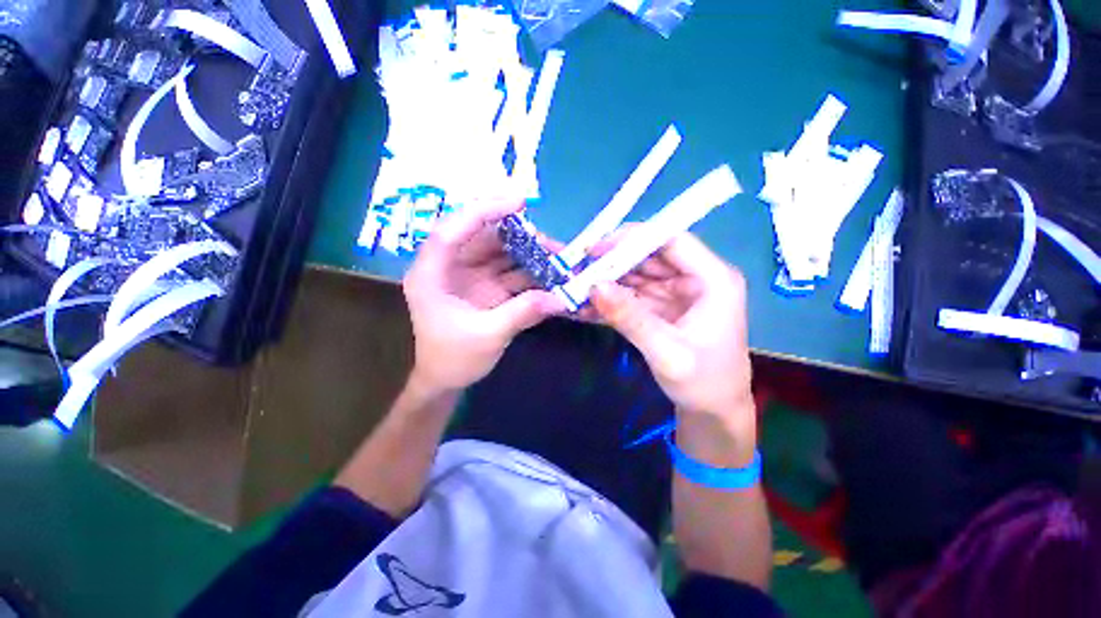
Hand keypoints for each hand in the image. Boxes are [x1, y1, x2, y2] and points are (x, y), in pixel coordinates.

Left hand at [403, 201, 564, 394]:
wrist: (445, 381)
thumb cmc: (453, 360)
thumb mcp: (488, 336)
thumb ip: (522, 313)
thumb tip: (560, 299)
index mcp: (431, 274)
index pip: (452, 230)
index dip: (483, 211)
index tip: (518, 202)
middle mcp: (449, 268)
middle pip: (482, 238)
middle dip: (518, 237)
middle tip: (551, 243)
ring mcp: (469, 276)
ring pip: (499, 253)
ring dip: (528, 254)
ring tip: (558, 258)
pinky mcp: (485, 287)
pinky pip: (508, 271)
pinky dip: (529, 272)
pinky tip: (550, 274)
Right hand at [590, 232, 752, 424]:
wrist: (713, 412)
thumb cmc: (702, 384)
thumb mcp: (666, 353)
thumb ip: (630, 318)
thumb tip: (594, 286)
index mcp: (714, 280)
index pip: (672, 241)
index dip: (633, 238)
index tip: (596, 249)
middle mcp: (697, 279)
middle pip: (651, 256)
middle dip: (614, 262)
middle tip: (579, 270)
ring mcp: (679, 292)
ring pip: (639, 274)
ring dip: (609, 281)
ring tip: (577, 287)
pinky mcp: (665, 306)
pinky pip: (635, 294)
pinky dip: (613, 299)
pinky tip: (588, 305)